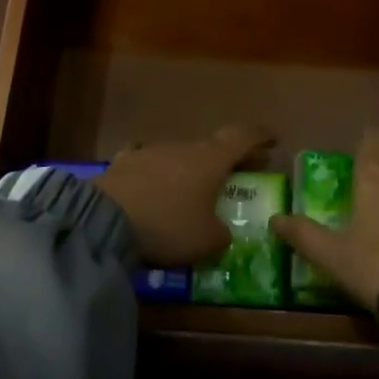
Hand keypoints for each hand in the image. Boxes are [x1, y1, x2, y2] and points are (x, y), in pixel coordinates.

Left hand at [96, 126, 274, 265]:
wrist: (105, 218)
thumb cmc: (168, 225)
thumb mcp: (206, 241)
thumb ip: (221, 235)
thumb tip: (221, 232)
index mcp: (212, 158)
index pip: (243, 137)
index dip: (260, 137)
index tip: (272, 140)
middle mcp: (184, 147)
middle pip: (213, 146)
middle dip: (229, 157)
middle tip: (242, 169)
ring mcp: (151, 151)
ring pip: (180, 155)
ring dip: (192, 167)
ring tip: (195, 187)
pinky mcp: (124, 163)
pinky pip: (150, 164)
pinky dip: (158, 174)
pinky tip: (154, 186)